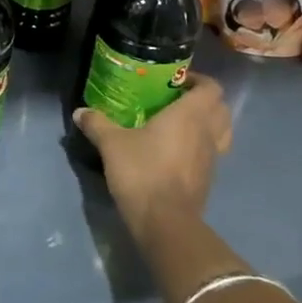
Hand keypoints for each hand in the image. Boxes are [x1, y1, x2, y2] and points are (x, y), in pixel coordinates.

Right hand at [72, 72, 231, 246]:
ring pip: (220, 132)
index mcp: (190, 115)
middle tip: (177, 100)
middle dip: (204, 100)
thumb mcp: (112, 144)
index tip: (176, 81)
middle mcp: (207, 133)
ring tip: (179, 124)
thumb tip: (80, 112)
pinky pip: (211, 153)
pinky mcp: (207, 179)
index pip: (212, 88)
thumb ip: (97, 124)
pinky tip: (175, 151)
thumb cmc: (142, 172)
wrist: (164, 222)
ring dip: (206, 124)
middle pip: (221, 109)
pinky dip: (200, 146)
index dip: (198, 80)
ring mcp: (212, 158)